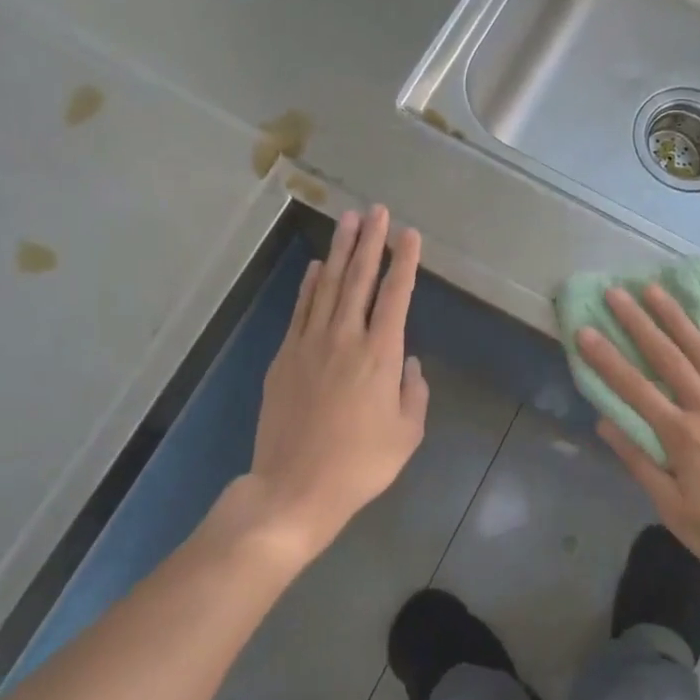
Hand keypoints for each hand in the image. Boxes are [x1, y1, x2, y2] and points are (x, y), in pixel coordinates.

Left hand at [238, 207, 428, 560]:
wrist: (295, 488)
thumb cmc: (361, 464)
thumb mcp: (407, 434)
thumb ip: (414, 392)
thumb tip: (408, 362)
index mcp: (380, 355)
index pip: (396, 295)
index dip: (404, 261)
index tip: (410, 234)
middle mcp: (345, 338)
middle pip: (359, 279)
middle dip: (370, 241)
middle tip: (376, 210)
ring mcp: (310, 344)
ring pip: (328, 286)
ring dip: (340, 251)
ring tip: (348, 221)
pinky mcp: (285, 357)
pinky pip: (300, 310)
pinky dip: (310, 285)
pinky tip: (317, 267)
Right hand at [578, 284, 699, 591]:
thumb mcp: (675, 511)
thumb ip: (640, 463)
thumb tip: (605, 423)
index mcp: (681, 435)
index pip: (634, 388)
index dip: (606, 359)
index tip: (584, 330)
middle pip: (667, 358)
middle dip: (638, 323)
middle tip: (616, 292)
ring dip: (678, 319)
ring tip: (656, 290)